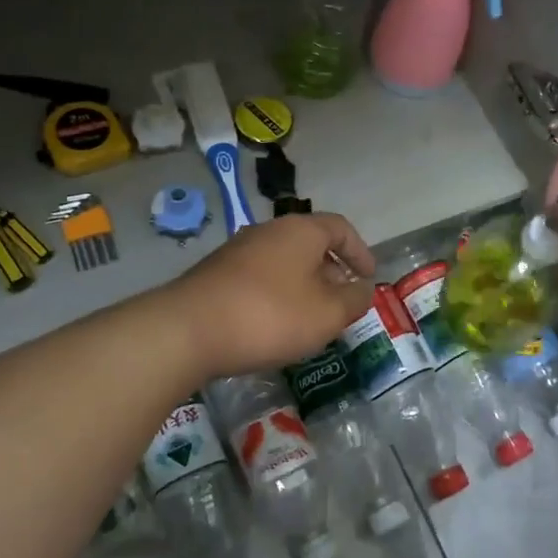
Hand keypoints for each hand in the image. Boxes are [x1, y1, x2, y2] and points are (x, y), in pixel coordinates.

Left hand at [170, 214, 376, 376]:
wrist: (188, 330)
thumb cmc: (270, 316)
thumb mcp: (327, 314)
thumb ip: (353, 300)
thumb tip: (363, 289)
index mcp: (300, 230)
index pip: (340, 227)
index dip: (360, 251)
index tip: (369, 277)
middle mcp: (268, 231)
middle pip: (310, 243)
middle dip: (332, 271)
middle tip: (343, 301)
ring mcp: (238, 251)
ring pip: (284, 262)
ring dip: (304, 285)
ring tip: (312, 317)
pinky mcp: (216, 274)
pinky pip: (260, 277)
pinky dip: (278, 294)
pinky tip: (275, 324)